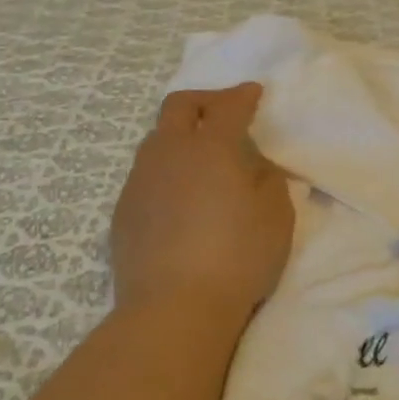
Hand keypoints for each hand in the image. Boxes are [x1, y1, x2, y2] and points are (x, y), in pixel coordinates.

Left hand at [111, 85, 294, 327]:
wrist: (173, 307)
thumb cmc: (237, 258)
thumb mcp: (276, 218)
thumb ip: (269, 181)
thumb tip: (255, 166)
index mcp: (211, 147)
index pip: (228, 106)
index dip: (242, 95)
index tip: (253, 92)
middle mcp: (169, 152)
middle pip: (179, 106)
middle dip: (203, 100)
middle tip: (222, 111)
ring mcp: (140, 180)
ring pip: (156, 139)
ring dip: (179, 136)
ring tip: (198, 158)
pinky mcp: (123, 209)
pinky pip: (144, 175)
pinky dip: (165, 172)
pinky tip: (177, 198)